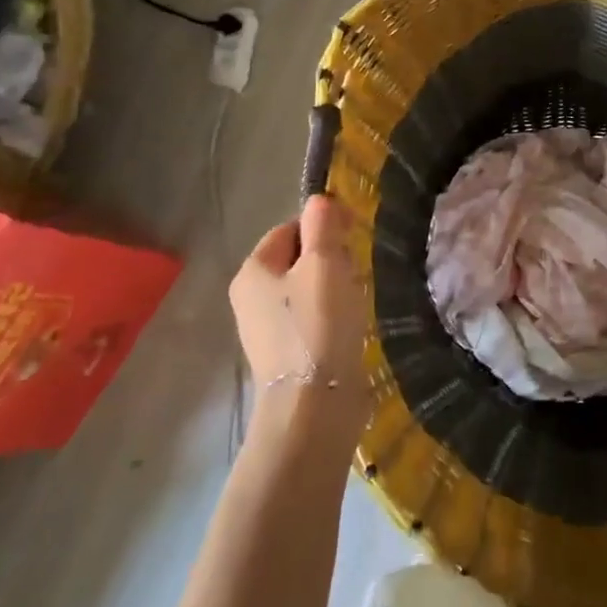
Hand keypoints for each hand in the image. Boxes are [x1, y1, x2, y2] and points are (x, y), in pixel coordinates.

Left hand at [229, 196, 370, 439]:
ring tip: (356, 303)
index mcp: (253, 271)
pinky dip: (332, 317)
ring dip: (335, 289)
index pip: (289, 229)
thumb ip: (322, 225)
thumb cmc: (318, 325)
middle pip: (298, 259)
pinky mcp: (287, 356)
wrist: (314, 405)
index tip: (352, 239)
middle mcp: (250, 299)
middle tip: (355, 273)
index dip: (322, 227)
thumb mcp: (324, 263)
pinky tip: (350, 328)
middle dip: (330, 260)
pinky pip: (312, 320)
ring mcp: (266, 331)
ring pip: (307, 290)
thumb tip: (320, 200)